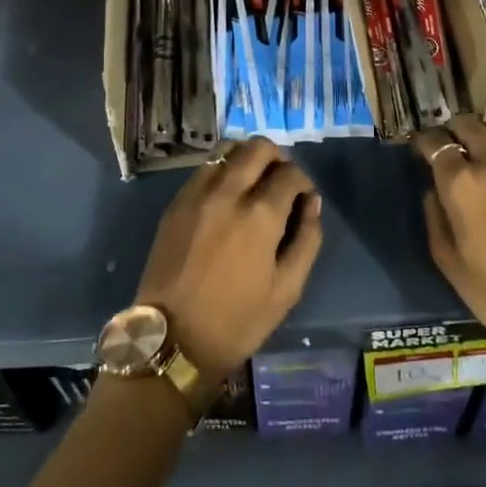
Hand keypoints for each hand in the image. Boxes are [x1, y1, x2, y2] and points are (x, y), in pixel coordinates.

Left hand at [134, 138, 322, 381]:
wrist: (172, 339)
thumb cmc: (237, 321)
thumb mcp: (287, 289)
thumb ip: (307, 239)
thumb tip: (312, 202)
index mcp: (261, 215)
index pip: (291, 173)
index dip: (303, 182)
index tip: (303, 199)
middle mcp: (229, 192)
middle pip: (259, 147)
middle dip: (277, 158)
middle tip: (280, 182)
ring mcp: (198, 193)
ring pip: (228, 149)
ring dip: (247, 157)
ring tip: (253, 182)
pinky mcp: (177, 202)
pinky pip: (205, 168)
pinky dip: (222, 170)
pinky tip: (227, 194)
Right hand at [413, 116, 485, 379]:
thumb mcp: (450, 263)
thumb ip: (435, 219)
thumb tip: (434, 192)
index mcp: (461, 184)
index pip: (436, 143)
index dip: (424, 141)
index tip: (420, 147)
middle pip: (467, 125)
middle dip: (452, 128)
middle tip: (448, 142)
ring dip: (481, 133)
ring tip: (476, 148)